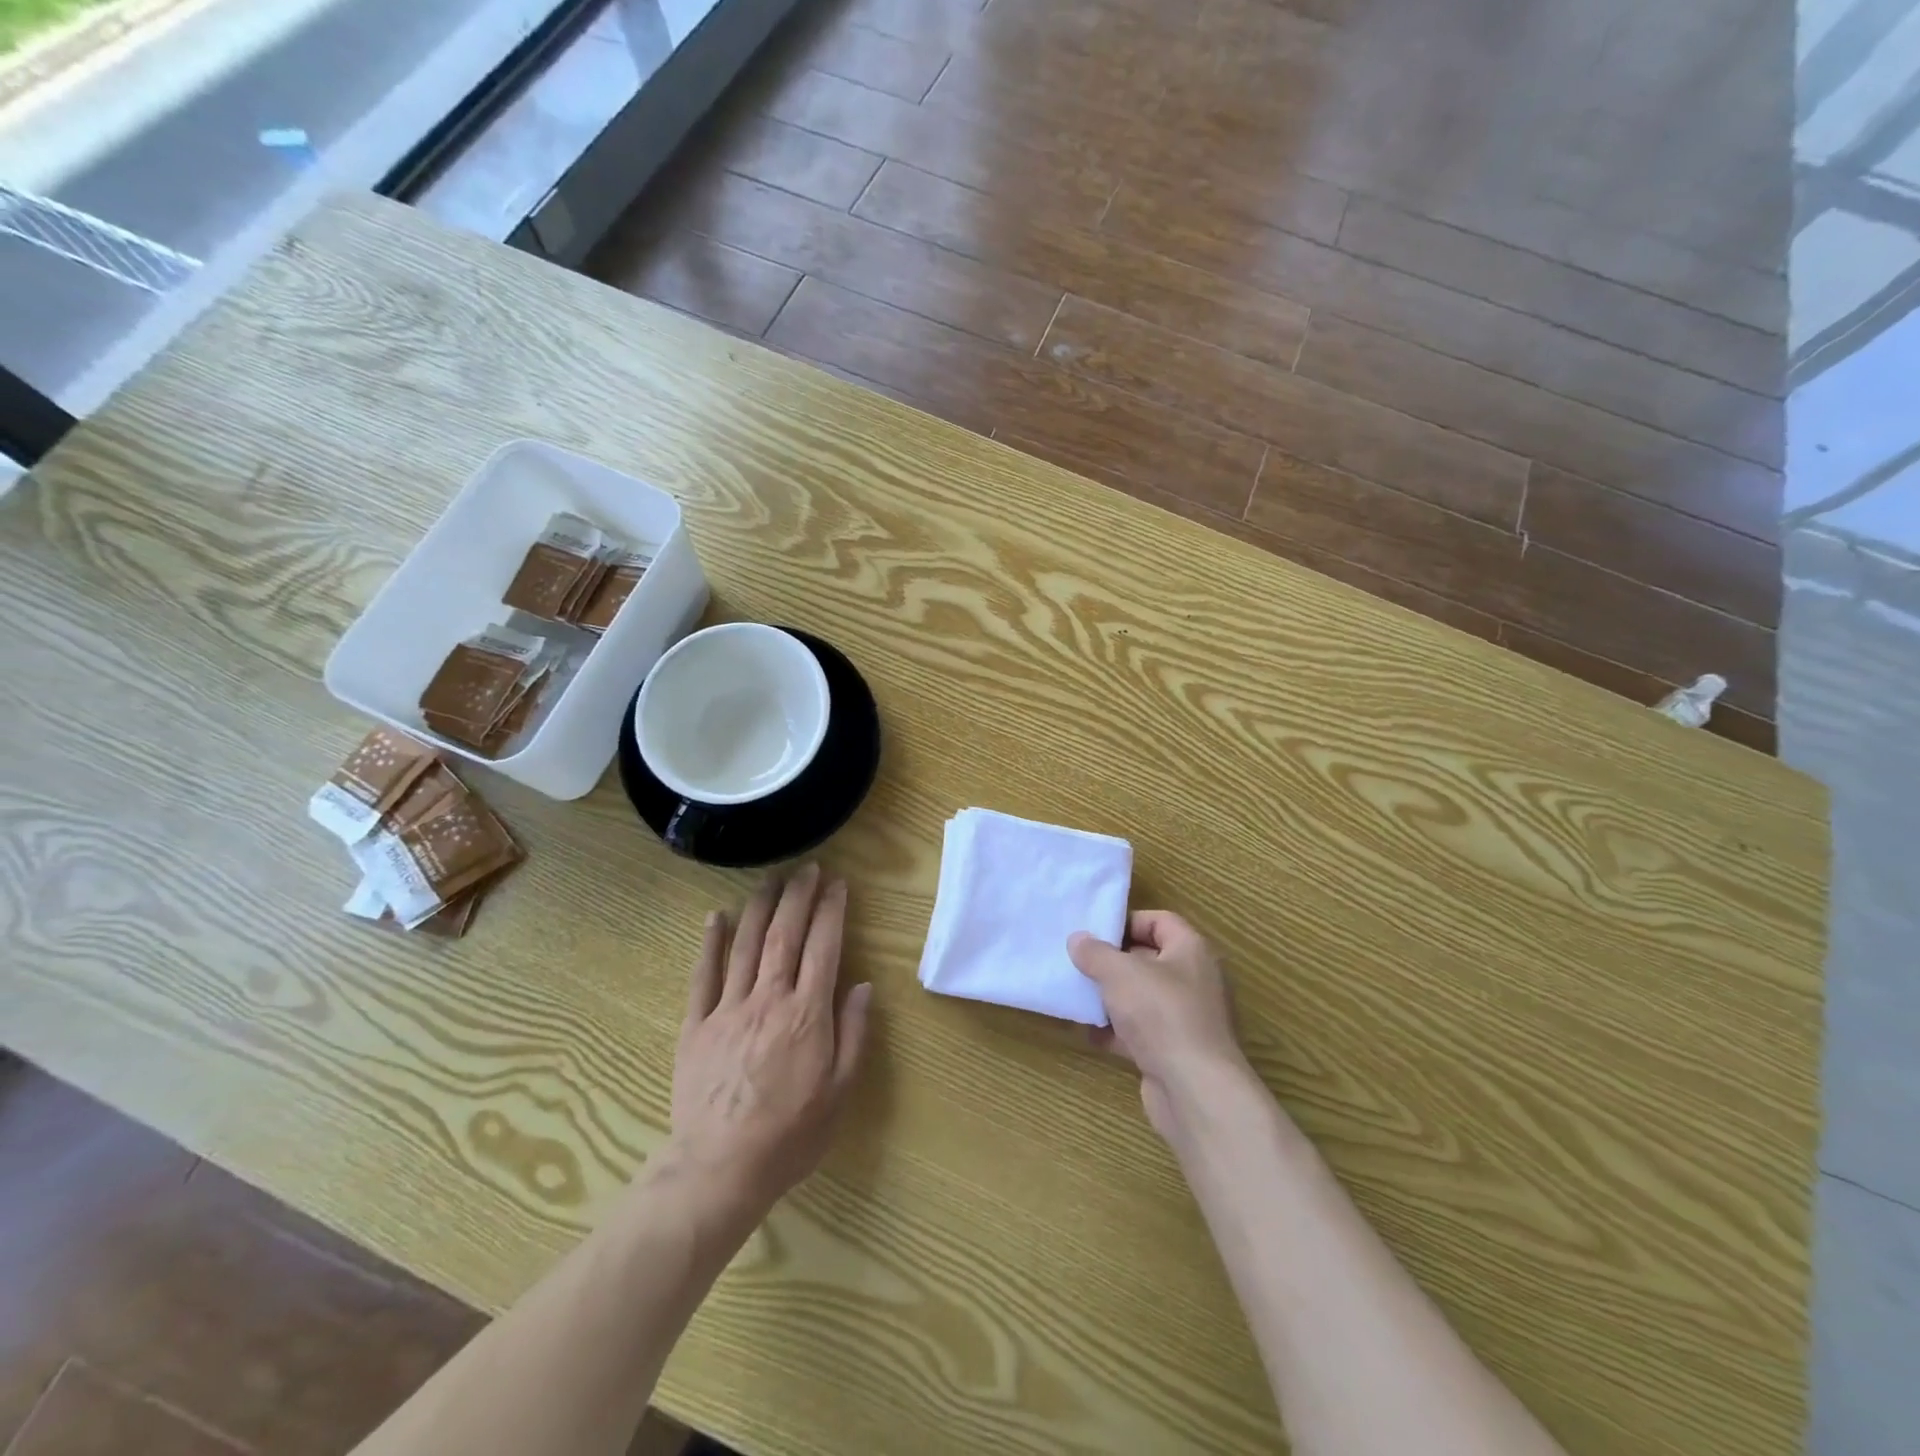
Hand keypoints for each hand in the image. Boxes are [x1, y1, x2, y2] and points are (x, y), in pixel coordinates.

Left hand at [669, 866, 870, 1215]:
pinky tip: (715, 916)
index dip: (831, 911)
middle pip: (784, 935)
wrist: (719, 1170)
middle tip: (808, 868)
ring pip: (745, 945)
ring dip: (760, 907)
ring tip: (771, 878)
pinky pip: (703, 975)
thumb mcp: (840, 1091)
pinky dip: (710, 942)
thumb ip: (853, 1033)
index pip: (823, 947)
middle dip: (798, 896)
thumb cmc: (790, 1135)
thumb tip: (862, 985)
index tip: (838, 884)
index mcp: (806, 1014)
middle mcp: (768, 999)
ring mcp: (728, 1008)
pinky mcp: (696, 1025)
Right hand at [1069, 911, 1250, 1141]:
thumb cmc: (1161, 1014)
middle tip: (1079, 962)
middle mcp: (1193, 980)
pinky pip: (1141, 1031)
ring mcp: (1185, 1018)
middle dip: (1112, 961)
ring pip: (1142, 998)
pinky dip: (1116, 1031)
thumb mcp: (1119, 973)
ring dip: (1111, 998)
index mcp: (1191, 950)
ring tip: (1077, 995)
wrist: (1194, 1090)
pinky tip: (1088, 1033)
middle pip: (1148, 959)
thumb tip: (1078, 939)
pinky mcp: (1174, 1051)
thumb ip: (1095, 952)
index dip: (1127, 922)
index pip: (1159, 921)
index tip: (1094, 932)